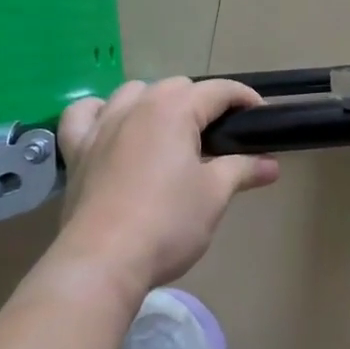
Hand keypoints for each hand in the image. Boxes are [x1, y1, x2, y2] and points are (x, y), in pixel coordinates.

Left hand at [49, 78, 278, 301]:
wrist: (103, 262)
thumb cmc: (167, 223)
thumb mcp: (215, 194)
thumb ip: (243, 169)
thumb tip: (272, 164)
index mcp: (174, 110)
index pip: (218, 90)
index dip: (245, 98)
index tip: (261, 117)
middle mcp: (137, 106)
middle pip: (177, 86)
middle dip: (202, 101)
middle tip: (221, 136)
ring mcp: (102, 126)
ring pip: (132, 91)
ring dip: (155, 100)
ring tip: (170, 130)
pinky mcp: (77, 150)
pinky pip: (83, 115)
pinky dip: (98, 112)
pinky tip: (110, 125)